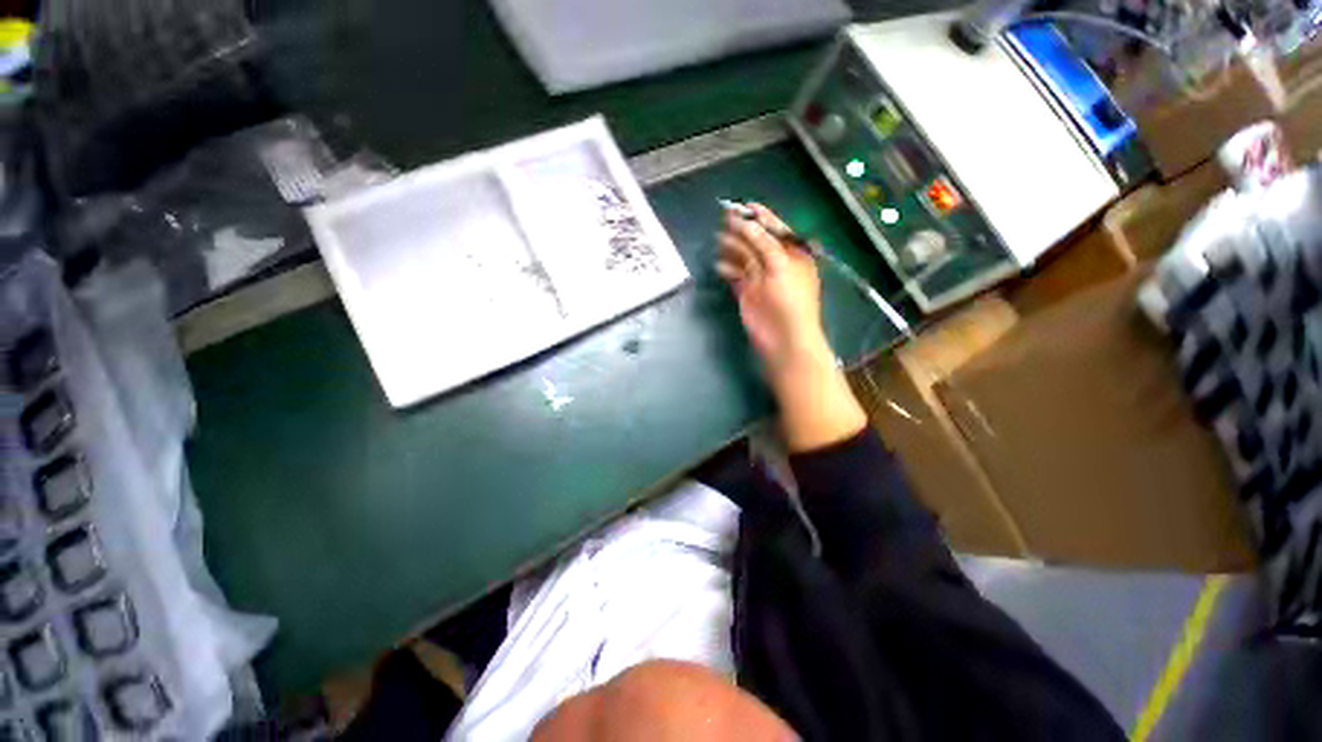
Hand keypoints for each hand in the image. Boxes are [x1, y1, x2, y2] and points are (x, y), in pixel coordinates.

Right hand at [716, 204, 866, 451]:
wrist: (783, 339)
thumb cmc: (789, 301)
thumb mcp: (780, 266)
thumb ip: (763, 243)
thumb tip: (746, 223)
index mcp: (793, 254)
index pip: (776, 230)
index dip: (761, 217)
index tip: (745, 205)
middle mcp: (777, 263)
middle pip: (757, 241)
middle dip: (742, 230)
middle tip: (724, 218)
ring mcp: (761, 278)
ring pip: (744, 256)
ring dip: (732, 247)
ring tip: (718, 239)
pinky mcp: (747, 292)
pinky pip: (736, 274)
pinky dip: (727, 268)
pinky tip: (718, 263)